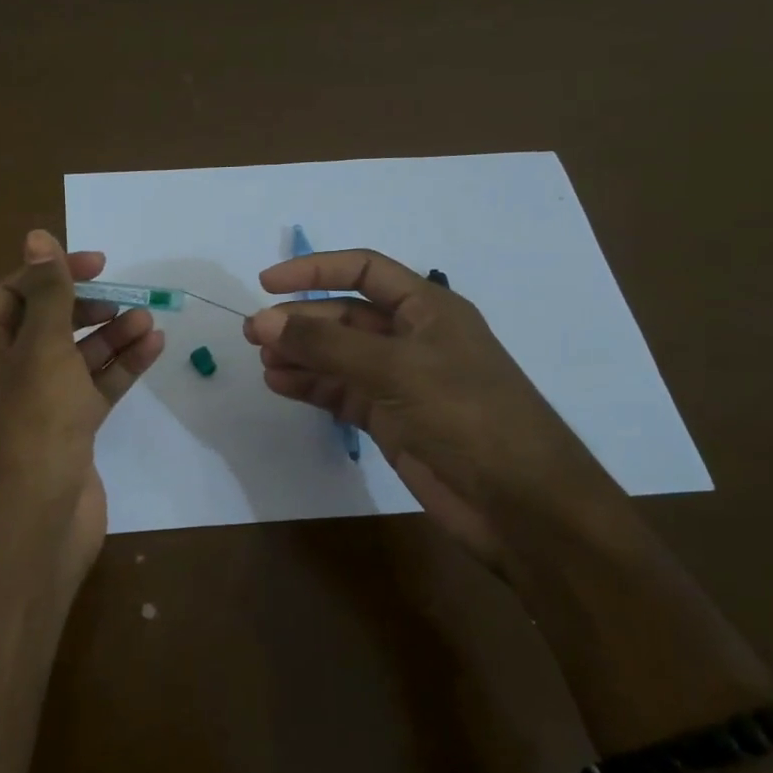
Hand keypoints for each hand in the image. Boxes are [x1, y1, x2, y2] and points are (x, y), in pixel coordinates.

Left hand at [0, 230, 164, 576]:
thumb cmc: (34, 422)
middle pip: (47, 323)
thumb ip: (48, 292)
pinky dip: (120, 367)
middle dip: (87, 305)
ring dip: (110, 335)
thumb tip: (37, 236)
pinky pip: (94, 387)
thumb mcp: (42, 347)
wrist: (37, 519)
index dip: (53, 272)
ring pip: (76, 356)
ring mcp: (37, 404)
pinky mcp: (68, 430)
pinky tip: (153, 346)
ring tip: (148, 319)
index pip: (14, 293)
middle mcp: (5, 372)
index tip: (99, 264)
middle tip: (124, 295)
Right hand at [242, 249, 625, 571]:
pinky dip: (311, 386)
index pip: (364, 271)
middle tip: (254, 334)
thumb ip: (327, 344)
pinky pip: (341, 392)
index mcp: (427, 308)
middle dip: (300, 320)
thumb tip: (264, 321)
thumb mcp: (395, 368)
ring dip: (301, 355)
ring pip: (338, 356)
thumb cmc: (465, 414)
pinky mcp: (390, 419)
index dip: (315, 270)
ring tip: (262, 361)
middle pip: (345, 316)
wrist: (518, 502)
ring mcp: (400, 381)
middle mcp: (412, 338)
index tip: (267, 282)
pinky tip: (281, 385)